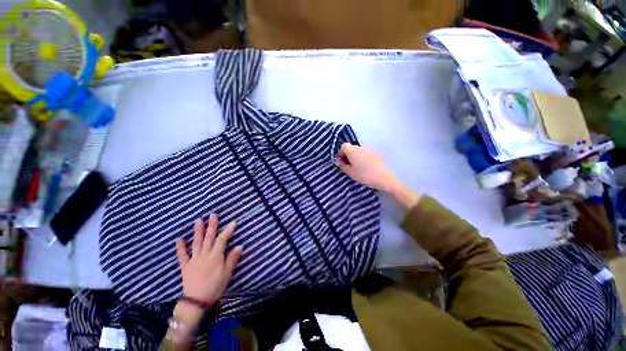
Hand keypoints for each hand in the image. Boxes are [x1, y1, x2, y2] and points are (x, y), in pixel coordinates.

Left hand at [175, 214, 242, 306]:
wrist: (198, 297)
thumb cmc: (215, 288)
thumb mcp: (227, 275)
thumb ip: (232, 260)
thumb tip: (239, 246)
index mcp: (215, 257)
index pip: (222, 240)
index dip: (227, 231)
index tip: (232, 222)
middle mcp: (204, 254)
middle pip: (209, 238)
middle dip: (212, 226)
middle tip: (213, 214)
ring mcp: (193, 258)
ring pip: (196, 242)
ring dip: (198, 231)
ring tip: (198, 220)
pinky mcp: (185, 264)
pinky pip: (182, 254)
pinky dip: (180, 246)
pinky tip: (179, 239)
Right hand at [337, 143, 399, 192]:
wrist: (382, 177)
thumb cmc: (364, 175)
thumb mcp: (350, 172)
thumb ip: (343, 166)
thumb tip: (338, 161)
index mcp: (352, 150)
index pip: (343, 146)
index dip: (341, 153)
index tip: (341, 162)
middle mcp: (360, 147)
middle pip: (351, 148)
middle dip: (347, 155)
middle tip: (348, 166)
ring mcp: (368, 150)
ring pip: (358, 151)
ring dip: (355, 157)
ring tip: (356, 168)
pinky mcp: (374, 154)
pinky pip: (365, 154)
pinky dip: (362, 158)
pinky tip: (364, 168)